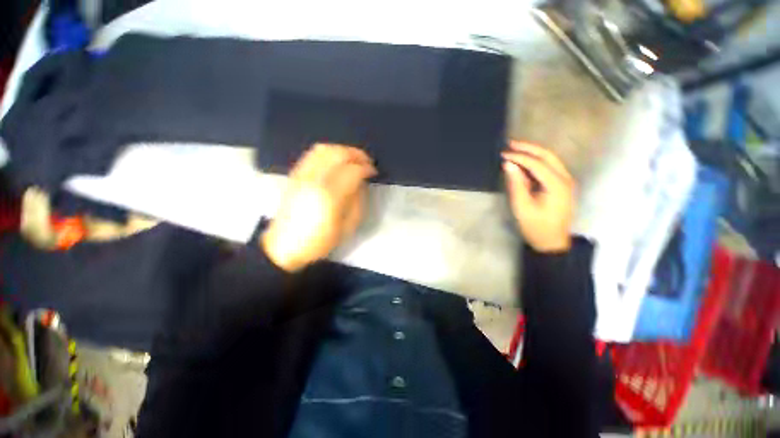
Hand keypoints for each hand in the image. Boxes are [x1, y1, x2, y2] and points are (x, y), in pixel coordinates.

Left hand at [262, 144, 376, 271]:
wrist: (284, 246)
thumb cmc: (319, 241)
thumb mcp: (347, 227)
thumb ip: (357, 201)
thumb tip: (361, 182)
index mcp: (330, 196)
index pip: (352, 171)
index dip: (366, 168)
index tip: (373, 171)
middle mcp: (314, 180)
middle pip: (338, 154)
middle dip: (356, 154)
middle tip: (366, 161)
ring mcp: (302, 175)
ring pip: (324, 149)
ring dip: (342, 150)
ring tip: (353, 158)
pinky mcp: (295, 175)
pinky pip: (312, 154)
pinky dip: (328, 151)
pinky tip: (336, 160)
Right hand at [502, 141, 574, 252]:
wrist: (552, 242)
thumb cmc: (535, 226)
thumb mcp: (522, 206)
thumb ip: (516, 184)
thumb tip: (509, 165)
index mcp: (557, 185)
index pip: (537, 163)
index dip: (519, 157)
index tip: (503, 155)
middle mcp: (565, 179)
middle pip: (547, 156)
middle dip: (528, 148)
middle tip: (510, 144)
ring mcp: (565, 181)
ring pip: (550, 160)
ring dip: (533, 153)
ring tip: (515, 149)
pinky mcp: (562, 185)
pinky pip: (549, 168)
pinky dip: (536, 162)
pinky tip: (524, 163)